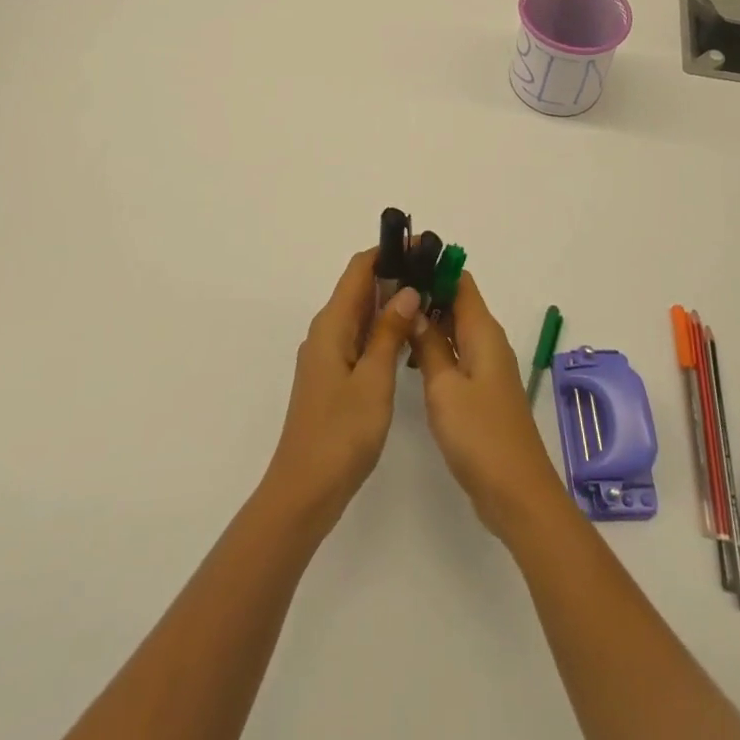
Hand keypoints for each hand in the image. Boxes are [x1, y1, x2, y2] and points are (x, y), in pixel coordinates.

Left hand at [263, 248, 419, 526]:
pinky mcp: (334, 377)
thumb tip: (406, 289)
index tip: (422, 247)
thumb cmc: (340, 433)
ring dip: (391, 303)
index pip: (359, 269)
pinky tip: (408, 338)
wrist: (304, 492)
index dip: (388, 252)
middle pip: (360, 289)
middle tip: (435, 273)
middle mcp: (326, 332)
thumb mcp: (373, 380)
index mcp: (332, 325)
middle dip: (394, 275)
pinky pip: (360, 339)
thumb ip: (389, 332)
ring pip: (362, 315)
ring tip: (430, 298)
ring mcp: (328, 356)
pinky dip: (383, 330)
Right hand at [409, 272, 563, 537]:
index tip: (400, 262)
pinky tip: (410, 355)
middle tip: (384, 290)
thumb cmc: (479, 435)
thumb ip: (428, 345)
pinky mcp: (482, 391)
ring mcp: (487, 368)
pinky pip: (458, 354)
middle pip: (457, 302)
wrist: (517, 494)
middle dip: (426, 292)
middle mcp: (488, 342)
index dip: (433, 266)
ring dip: (428, 321)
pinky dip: (436, 347)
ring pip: (456, 329)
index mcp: (483, 332)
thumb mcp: (444, 387)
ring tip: (390, 317)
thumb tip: (414, 306)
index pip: (460, 281)